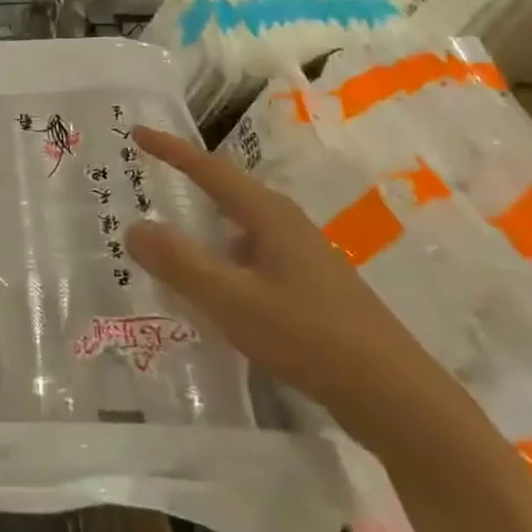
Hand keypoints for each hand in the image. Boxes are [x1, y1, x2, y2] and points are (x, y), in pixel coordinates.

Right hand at [126, 127, 456, 452]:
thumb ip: (181, 264)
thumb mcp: (234, 302)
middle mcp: (287, 225)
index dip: (171, 149)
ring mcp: (305, 257)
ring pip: (242, 227)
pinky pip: (254, 257)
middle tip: (150, 178)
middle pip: (228, 191)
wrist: (398, 400)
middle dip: (189, 181)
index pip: (209, 168)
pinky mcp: (313, 288)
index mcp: (269, 215)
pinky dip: (225, 260)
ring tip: (173, 239)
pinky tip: (218, 292)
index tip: (136, 132)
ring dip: (206, 225)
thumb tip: (133, 227)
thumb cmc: (311, 339)